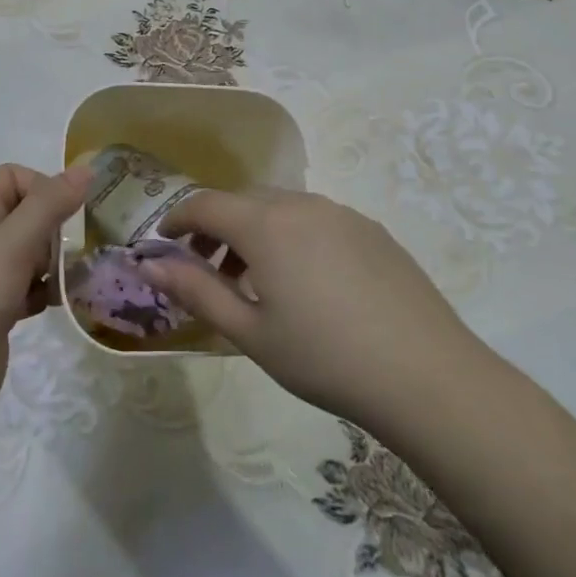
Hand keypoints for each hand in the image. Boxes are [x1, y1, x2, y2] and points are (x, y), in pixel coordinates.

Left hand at [0, 164, 91, 439]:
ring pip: (32, 253)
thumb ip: (49, 205)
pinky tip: (61, 305)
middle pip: (27, 214)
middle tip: (74, 251)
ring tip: (75, 279)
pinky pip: (31, 288)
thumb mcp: (12, 245)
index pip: (13, 177)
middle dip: (56, 228)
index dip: (42, 187)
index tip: (66, 214)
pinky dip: (48, 292)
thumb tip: (86, 168)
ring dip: (56, 262)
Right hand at [145, 188, 482, 432]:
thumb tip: (149, 265)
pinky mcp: (371, 229)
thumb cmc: (323, 357)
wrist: (426, 375)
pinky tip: (306, 283)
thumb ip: (195, 290)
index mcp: (265, 224)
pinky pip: (315, 219)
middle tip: (206, 270)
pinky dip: (291, 236)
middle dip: (215, 228)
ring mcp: (341, 213)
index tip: (162, 245)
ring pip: (280, 207)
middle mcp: (301, 204)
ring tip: (255, 282)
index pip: (205, 204)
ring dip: (254, 232)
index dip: (176, 220)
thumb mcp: (249, 332)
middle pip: (243, 201)